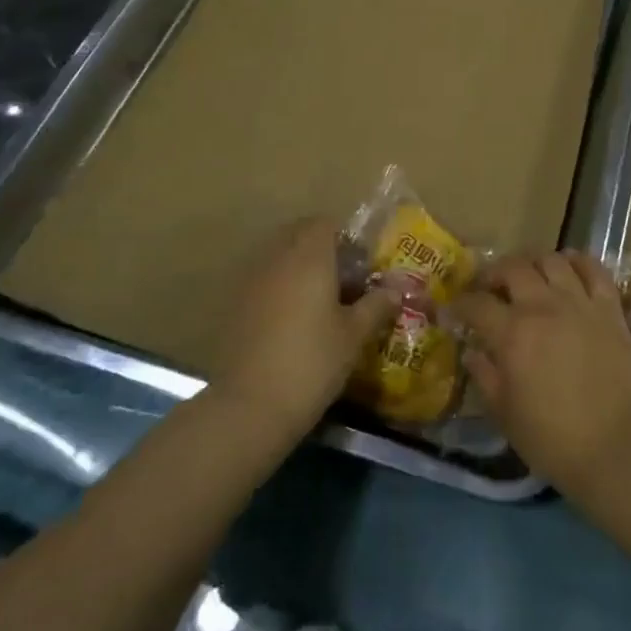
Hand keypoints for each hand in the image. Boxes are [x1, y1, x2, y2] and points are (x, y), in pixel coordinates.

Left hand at [208, 220, 398, 442]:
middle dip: (321, 250)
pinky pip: (262, 281)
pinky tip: (290, 323)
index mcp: (310, 256)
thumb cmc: (312, 362)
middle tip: (342, 282)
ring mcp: (250, 280)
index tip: (360, 266)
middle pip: (299, 235)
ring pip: (278, 257)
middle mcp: (277, 258)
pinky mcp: (233, 305)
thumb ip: (376, 306)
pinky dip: (278, 289)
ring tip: (318, 304)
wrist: (249, 406)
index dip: (345, 239)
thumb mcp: (354, 336)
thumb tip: (396, 290)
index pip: (326, 224)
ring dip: (297, 269)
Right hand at [453, 252, 630, 500]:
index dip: (459, 303)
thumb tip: (472, 351)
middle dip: (493, 273)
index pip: (476, 304)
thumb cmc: (554, 438)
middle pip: (512, 268)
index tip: (453, 309)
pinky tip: (569, 269)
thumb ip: (485, 376)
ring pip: (551, 260)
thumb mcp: (505, 414)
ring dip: (533, 263)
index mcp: (512, 334)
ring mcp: (579, 302)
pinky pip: (593, 268)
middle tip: (489, 288)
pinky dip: (578, 261)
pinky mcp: (609, 307)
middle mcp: (543, 306)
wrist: (618, 446)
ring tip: (529, 277)